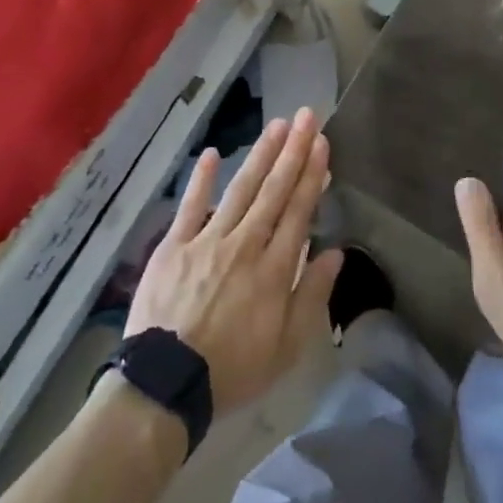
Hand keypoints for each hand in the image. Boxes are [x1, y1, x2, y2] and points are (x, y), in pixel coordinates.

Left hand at [126, 108, 344, 411]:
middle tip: (307, 116)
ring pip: (241, 189)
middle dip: (293, 150)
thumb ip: (312, 296)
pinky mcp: (174, 245)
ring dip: (261, 155)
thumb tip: (336, 253)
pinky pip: (191, 205)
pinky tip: (214, 153)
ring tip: (277, 125)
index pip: (299, 211)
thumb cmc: (232, 371)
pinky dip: (202, 178)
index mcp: (274, 270)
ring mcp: (207, 240)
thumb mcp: (286, 348)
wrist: (166, 385)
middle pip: (274, 190)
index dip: (312, 174)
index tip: (322, 143)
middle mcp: (245, 245)